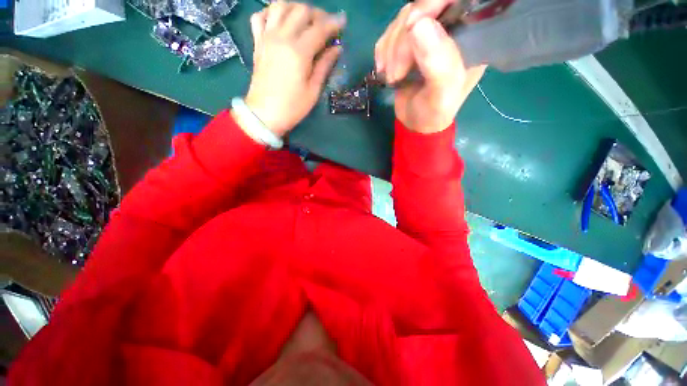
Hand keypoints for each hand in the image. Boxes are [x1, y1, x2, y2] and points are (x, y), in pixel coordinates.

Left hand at [245, 2, 344, 135]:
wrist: (264, 114)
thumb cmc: (292, 107)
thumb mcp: (313, 90)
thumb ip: (324, 66)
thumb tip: (336, 49)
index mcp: (299, 52)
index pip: (319, 28)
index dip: (334, 23)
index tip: (343, 23)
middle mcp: (282, 38)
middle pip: (301, 10)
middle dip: (317, 14)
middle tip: (325, 27)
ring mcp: (267, 38)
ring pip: (280, 5)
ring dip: (295, 8)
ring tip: (304, 21)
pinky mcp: (258, 42)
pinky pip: (260, 16)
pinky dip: (271, 13)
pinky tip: (280, 22)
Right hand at [375, 2, 484, 133]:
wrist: (415, 122)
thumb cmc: (434, 113)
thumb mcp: (441, 95)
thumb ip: (438, 64)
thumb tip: (419, 25)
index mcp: (471, 35)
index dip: (431, 4)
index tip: (412, 28)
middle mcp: (451, 27)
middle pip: (423, 6)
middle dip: (402, 39)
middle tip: (396, 73)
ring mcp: (428, 32)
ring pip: (403, 18)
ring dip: (390, 49)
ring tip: (392, 77)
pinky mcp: (409, 41)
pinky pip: (390, 32)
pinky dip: (383, 51)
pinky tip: (384, 71)